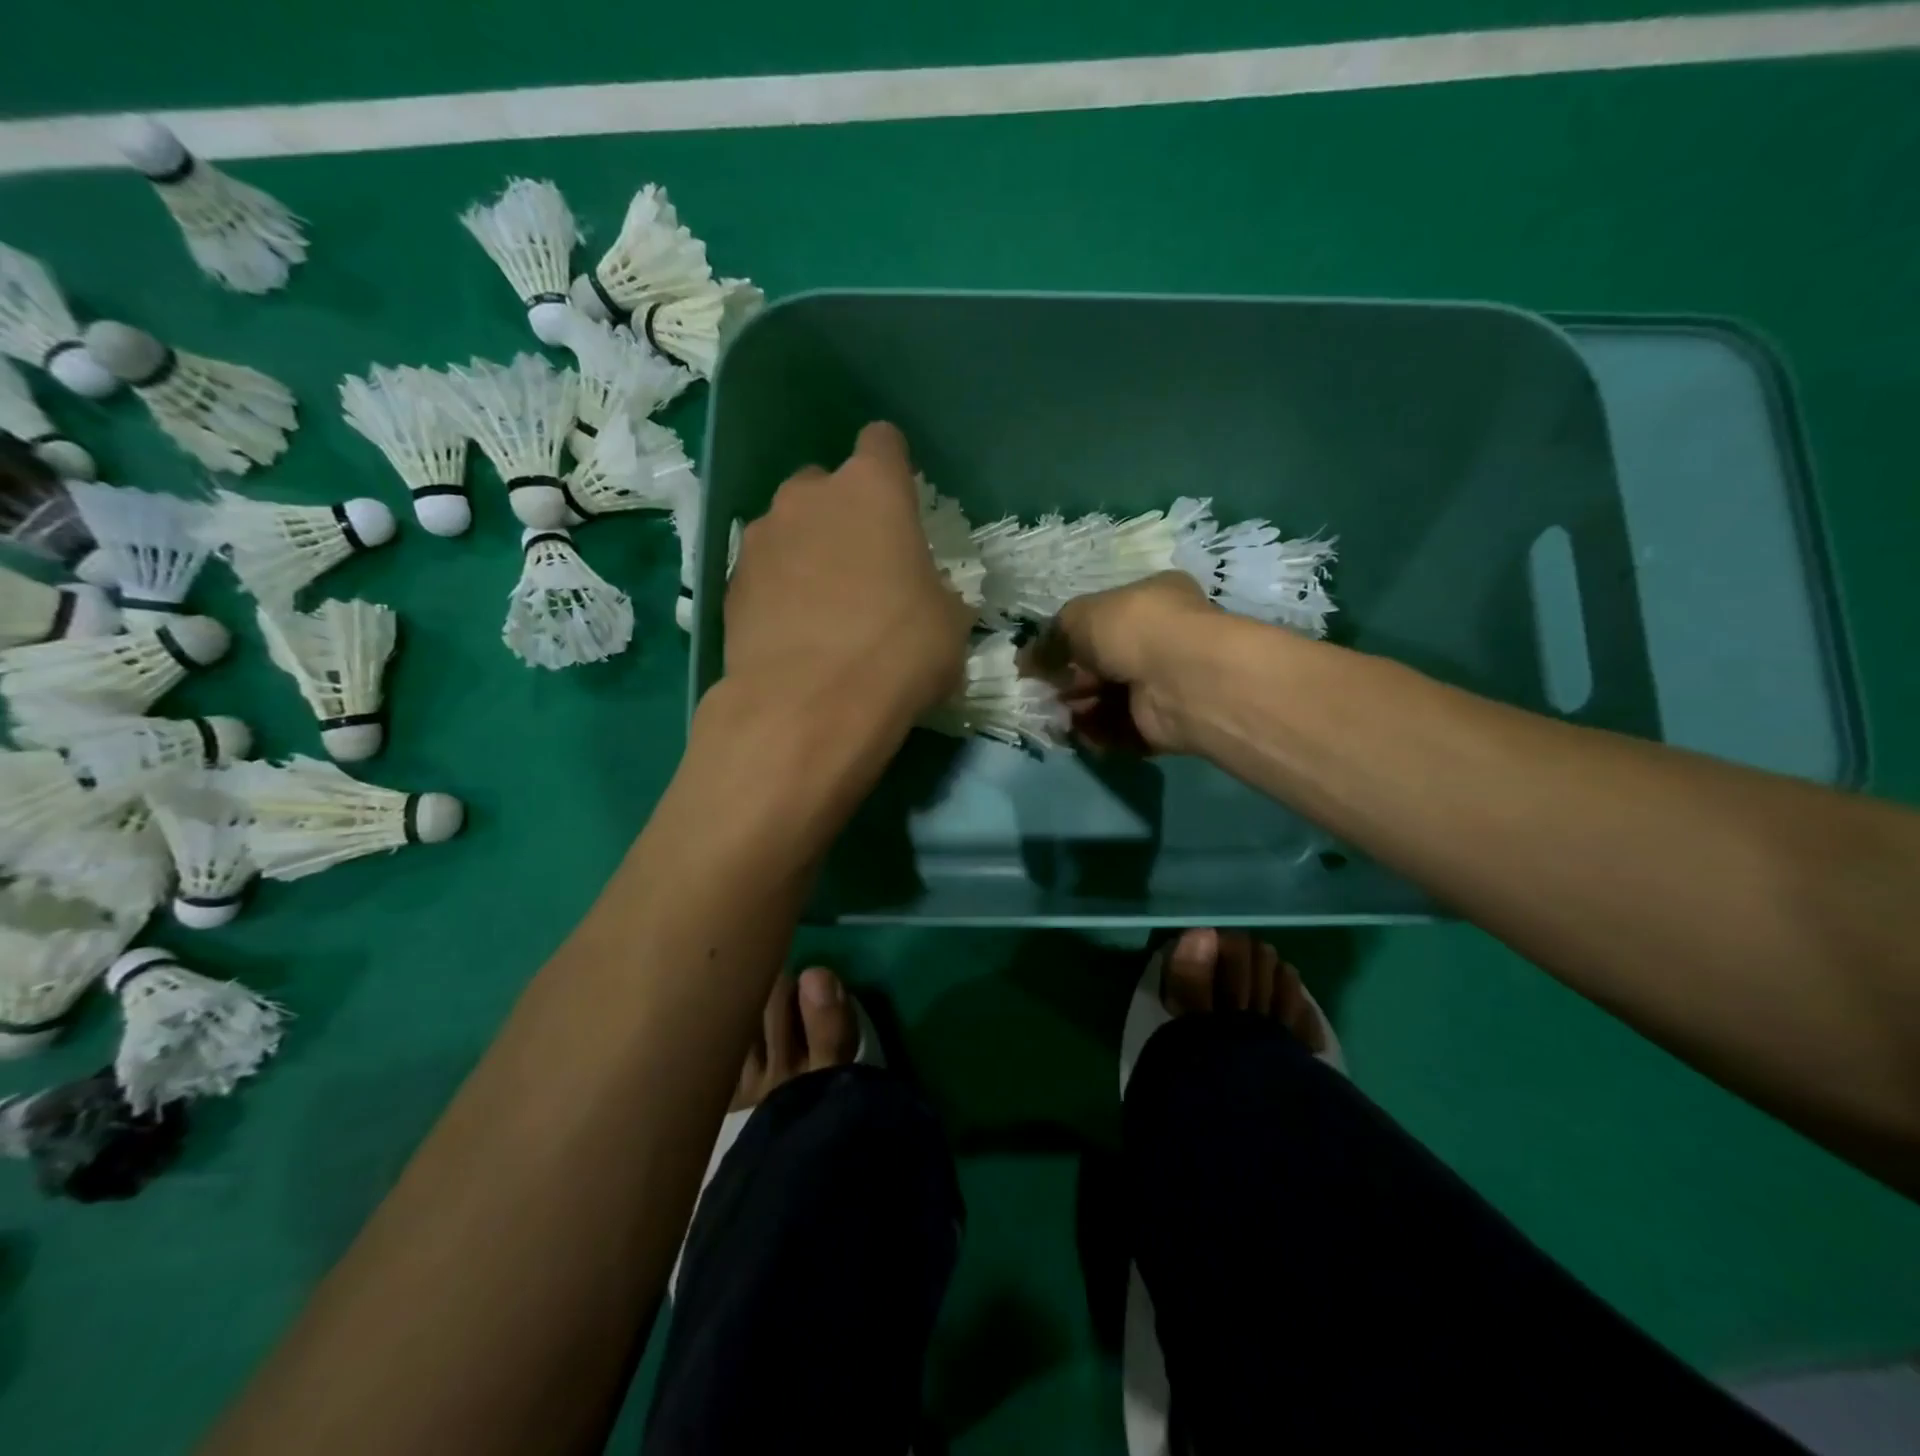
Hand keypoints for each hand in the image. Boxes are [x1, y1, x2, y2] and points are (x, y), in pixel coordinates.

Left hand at [724, 422, 973, 730]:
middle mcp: (808, 497)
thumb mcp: (949, 624)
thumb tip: (927, 598)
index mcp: (872, 489)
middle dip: (842, 516)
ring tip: (822, 608)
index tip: (901, 505)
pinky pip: (763, 573)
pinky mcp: (729, 584)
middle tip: (863, 569)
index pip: (883, 442)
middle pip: (826, 486)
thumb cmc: (898, 653)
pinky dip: (777, 591)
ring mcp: (760, 538)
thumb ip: (937, 591)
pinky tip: (792, 634)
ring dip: (806, 553)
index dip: (893, 469)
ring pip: (788, 529)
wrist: (808, 709)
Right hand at [1029, 572, 1220, 753]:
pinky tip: (1078, 732)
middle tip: (1045, 690)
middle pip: (1103, 663)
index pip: (1104, 618)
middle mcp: (1161, 640)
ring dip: (1079, 709)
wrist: (1179, 680)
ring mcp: (1164, 685)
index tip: (1041, 658)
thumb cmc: (1132, 629)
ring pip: (1109, 699)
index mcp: (1150, 600)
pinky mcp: (1162, 725)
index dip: (1069, 638)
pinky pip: (1120, 730)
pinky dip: (1097, 733)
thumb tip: (1024, 661)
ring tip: (1058, 714)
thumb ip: (1050, 638)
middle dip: (1071, 679)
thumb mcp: (1078, 617)